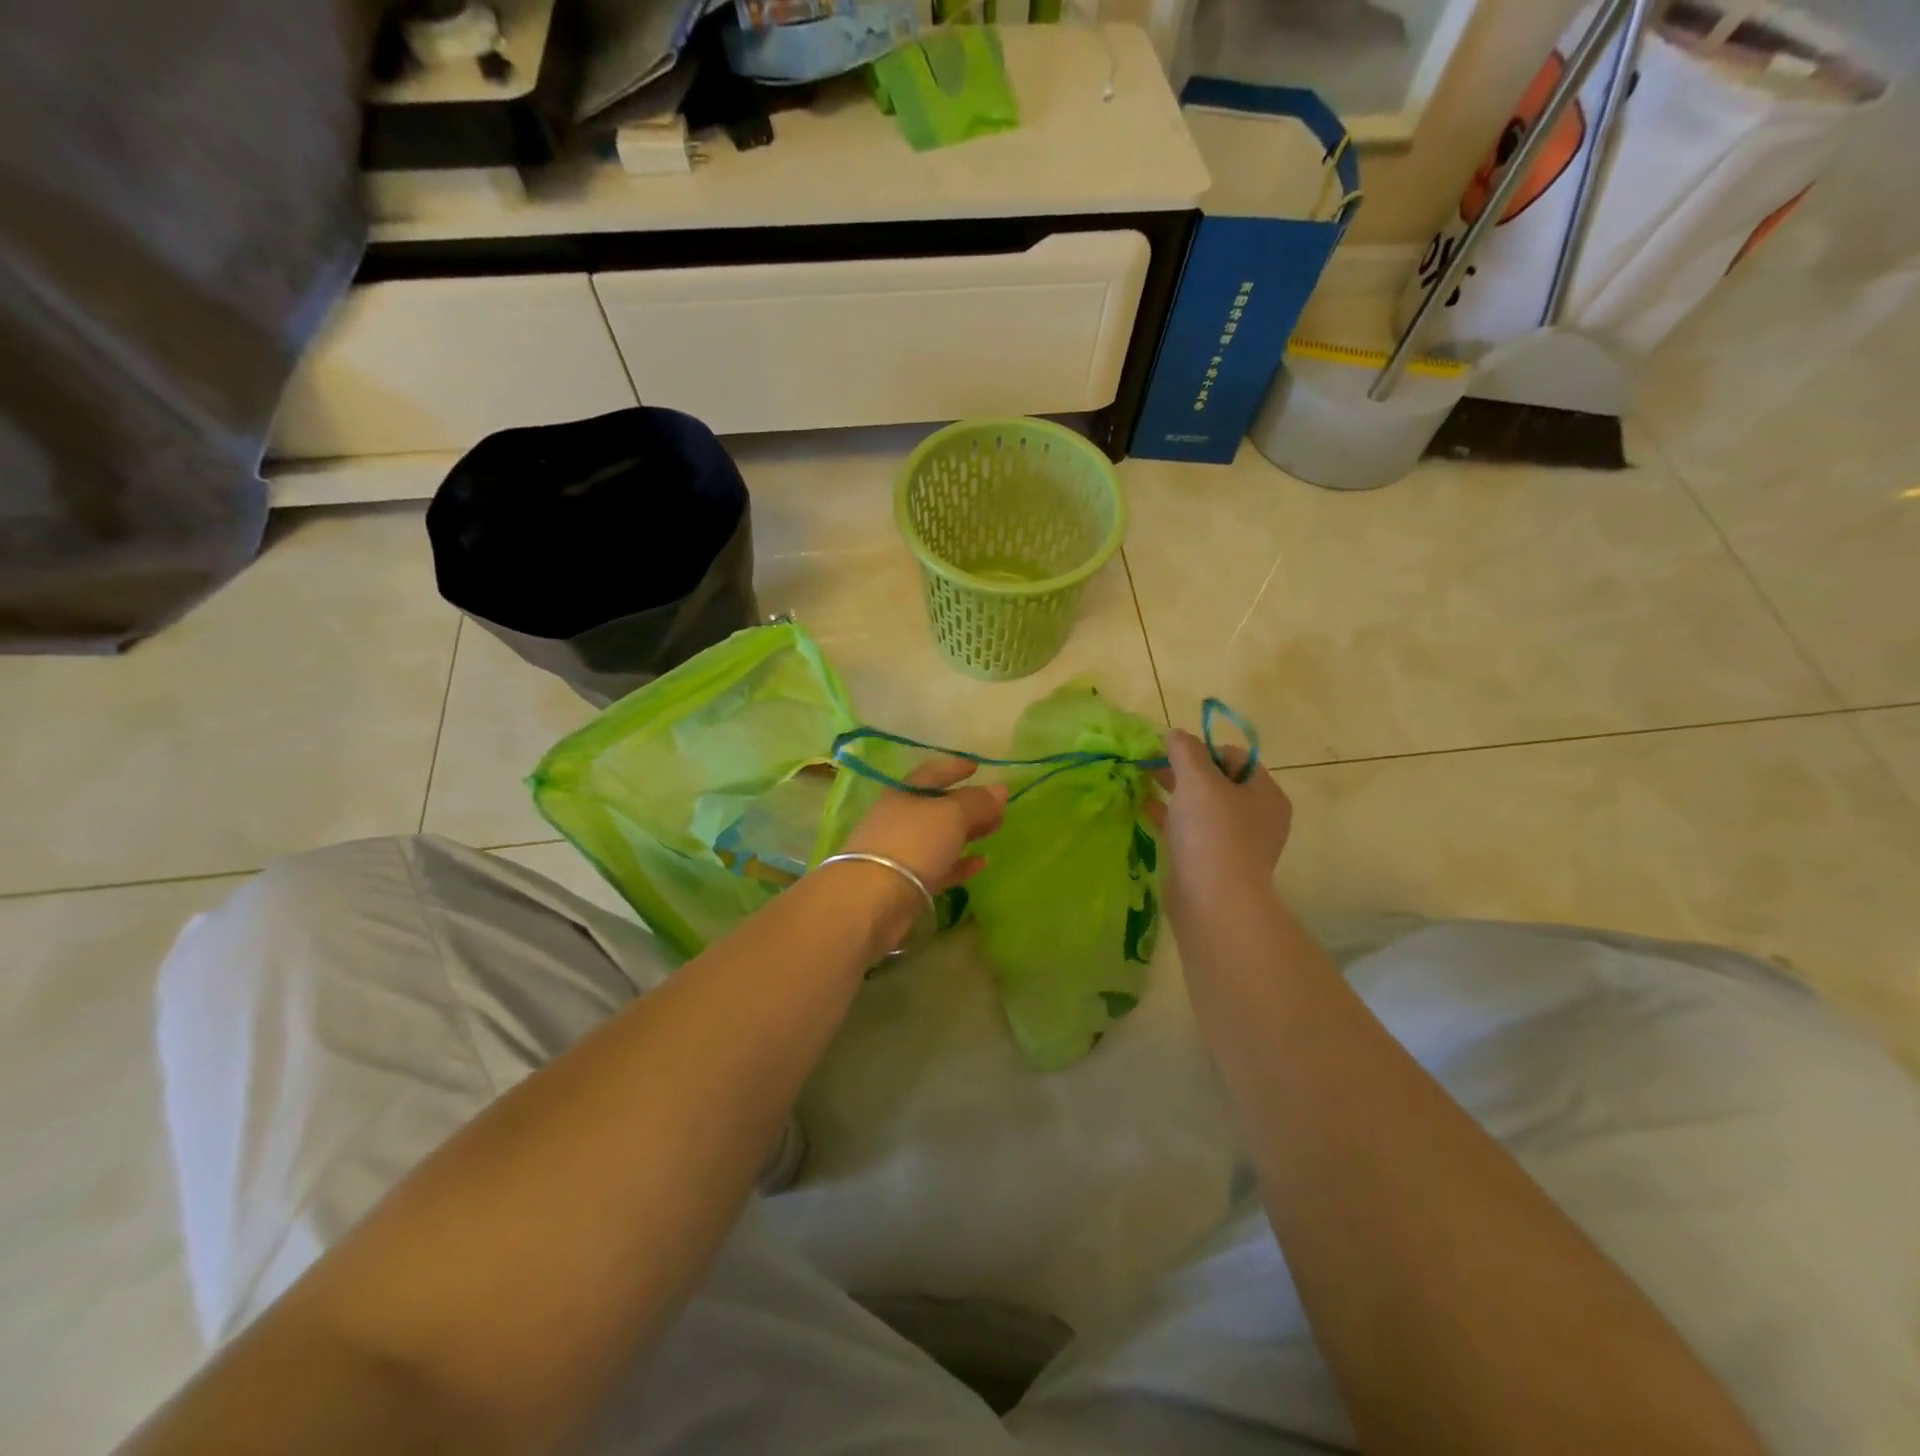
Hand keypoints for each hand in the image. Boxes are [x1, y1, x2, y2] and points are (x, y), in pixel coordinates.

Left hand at [832, 758, 1008, 952]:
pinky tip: (982, 863)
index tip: (977, 766)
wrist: (874, 899)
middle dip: (968, 804)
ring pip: (940, 837)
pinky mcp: (907, 883)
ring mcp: (902, 852)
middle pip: (938, 807)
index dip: (955, 767)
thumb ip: (978, 802)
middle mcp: (900, 819)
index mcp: (904, 794)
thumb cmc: (913, 842)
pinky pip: (939, 867)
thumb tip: (1001, 789)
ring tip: (995, 830)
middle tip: (997, 806)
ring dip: (967, 833)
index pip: (932, 773)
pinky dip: (960, 863)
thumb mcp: (951, 814)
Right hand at [1151, 730, 1292, 916]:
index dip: (1202, 750)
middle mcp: (1257, 817)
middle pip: (1217, 781)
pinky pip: (1190, 831)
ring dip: (1174, 792)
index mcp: (1265, 794)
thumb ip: (1185, 751)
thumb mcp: (1197, 781)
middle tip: (1150, 765)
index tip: (1172, 755)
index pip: (1234, 757)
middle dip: (1183, 770)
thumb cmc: (1212, 834)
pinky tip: (1143, 808)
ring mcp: (1235, 843)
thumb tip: (1175, 734)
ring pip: (1202, 807)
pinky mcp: (1212, 863)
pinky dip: (1169, 817)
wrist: (1213, 904)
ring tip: (1142, 782)